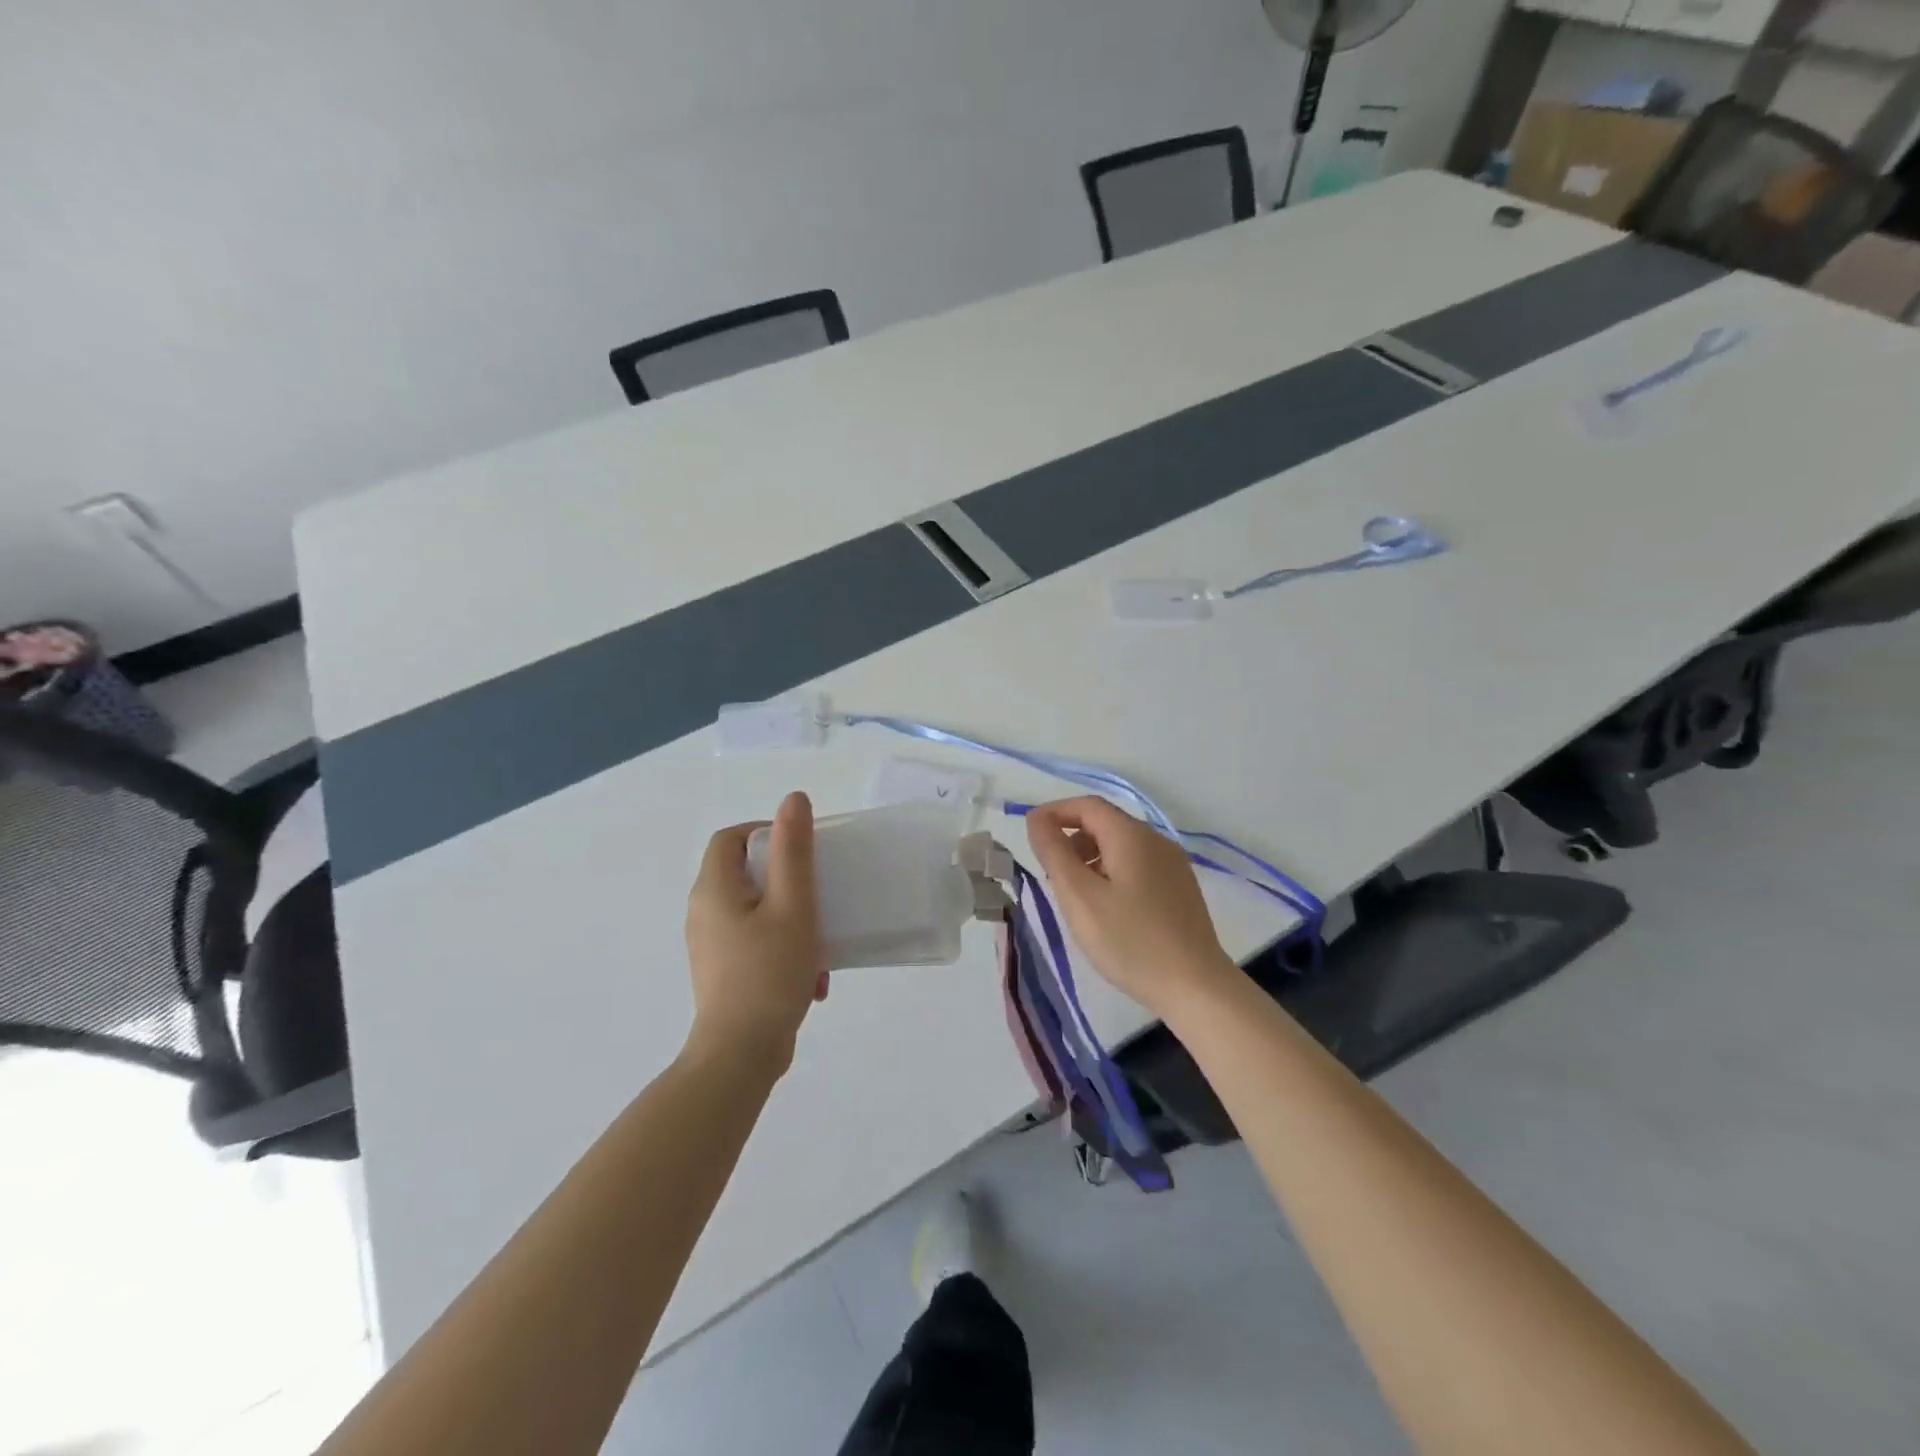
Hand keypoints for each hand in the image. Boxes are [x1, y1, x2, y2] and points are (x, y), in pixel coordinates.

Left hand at [684, 792, 827, 1075]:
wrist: (740, 1055)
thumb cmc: (768, 973)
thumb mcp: (792, 905)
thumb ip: (794, 851)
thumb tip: (792, 799)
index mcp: (713, 889)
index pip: (731, 838)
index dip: (766, 832)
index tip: (802, 850)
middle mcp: (703, 912)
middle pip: (746, 874)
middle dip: (789, 882)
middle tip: (819, 895)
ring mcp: (711, 946)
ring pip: (757, 912)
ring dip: (793, 921)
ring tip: (821, 944)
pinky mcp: (723, 973)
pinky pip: (756, 943)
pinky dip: (784, 949)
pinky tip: (812, 978)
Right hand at [1024, 796, 1236, 1019]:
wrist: (1196, 987)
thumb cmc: (1129, 940)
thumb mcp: (1079, 896)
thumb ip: (1054, 852)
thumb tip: (1037, 819)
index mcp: (1132, 836)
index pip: (1087, 805)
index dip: (1055, 813)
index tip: (1031, 834)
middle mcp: (1156, 841)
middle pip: (1105, 824)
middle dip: (1072, 840)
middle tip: (1051, 876)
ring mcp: (1173, 865)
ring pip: (1121, 847)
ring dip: (1091, 859)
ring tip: (1076, 897)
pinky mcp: (1180, 889)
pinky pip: (1138, 866)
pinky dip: (1112, 874)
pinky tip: (1107, 910)